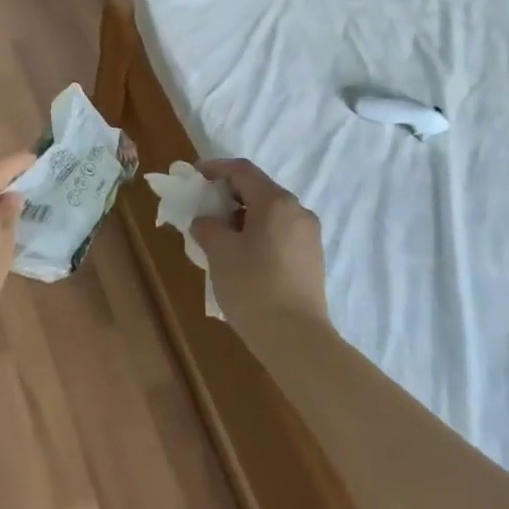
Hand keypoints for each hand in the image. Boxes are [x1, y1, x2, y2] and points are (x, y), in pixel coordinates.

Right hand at [191, 158, 328, 330]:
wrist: (297, 340)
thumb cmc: (253, 287)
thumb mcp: (220, 253)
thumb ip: (208, 227)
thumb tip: (206, 222)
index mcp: (276, 202)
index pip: (242, 170)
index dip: (216, 168)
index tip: (195, 176)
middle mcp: (297, 211)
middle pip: (259, 190)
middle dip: (229, 194)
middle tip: (204, 208)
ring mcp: (309, 236)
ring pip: (271, 213)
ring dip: (244, 216)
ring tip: (220, 236)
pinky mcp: (312, 259)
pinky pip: (281, 233)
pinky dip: (259, 233)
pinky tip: (243, 256)